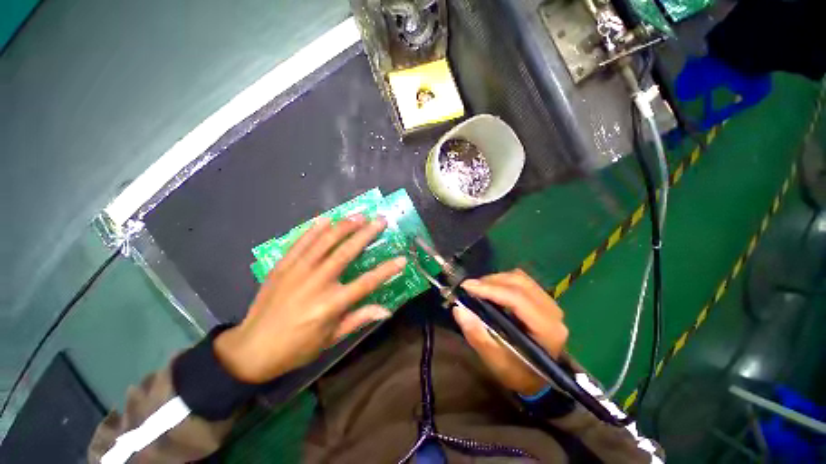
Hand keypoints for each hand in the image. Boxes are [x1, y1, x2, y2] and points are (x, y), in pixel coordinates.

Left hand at [214, 215, 406, 383]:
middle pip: (346, 252)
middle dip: (366, 234)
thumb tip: (386, 310)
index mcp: (330, 305)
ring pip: (324, 242)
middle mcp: (316, 283)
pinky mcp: (282, 266)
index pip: (366, 283)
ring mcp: (297, 271)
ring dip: (343, 226)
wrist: (251, 349)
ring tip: (359, 215)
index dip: (386, 270)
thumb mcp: (331, 339)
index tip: (402, 259)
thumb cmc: (296, 348)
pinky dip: (314, 229)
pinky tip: (326, 219)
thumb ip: (359, 319)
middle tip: (380, 220)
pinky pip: (300, 243)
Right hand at [453, 269, 568, 395]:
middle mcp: (553, 312)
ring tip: (479, 289)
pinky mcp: (542, 299)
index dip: (490, 289)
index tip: (466, 286)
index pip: (517, 299)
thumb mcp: (495, 361)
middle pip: (519, 282)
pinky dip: (503, 281)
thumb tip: (459, 309)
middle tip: (470, 288)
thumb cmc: (517, 373)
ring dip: (496, 279)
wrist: (537, 379)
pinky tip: (492, 290)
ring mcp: (550, 303)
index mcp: (547, 330)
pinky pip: (521, 280)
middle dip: (491, 281)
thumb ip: (477, 335)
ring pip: (520, 277)